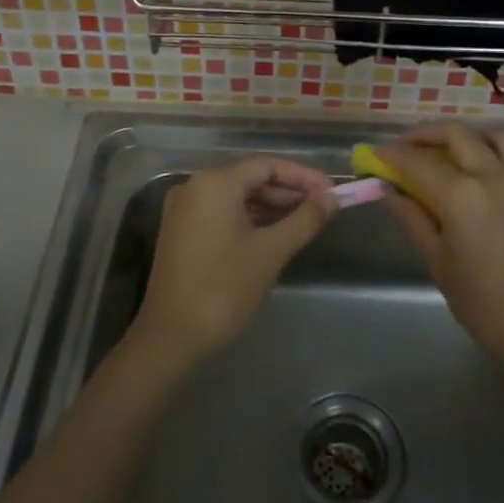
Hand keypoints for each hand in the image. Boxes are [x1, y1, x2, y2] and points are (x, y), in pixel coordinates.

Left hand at [134, 156, 337, 364]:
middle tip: (322, 208)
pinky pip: (222, 213)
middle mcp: (195, 187)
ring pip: (237, 197)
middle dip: (288, 191)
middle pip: (250, 178)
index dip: (303, 176)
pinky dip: (250, 219)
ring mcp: (185, 210)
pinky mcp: (182, 232)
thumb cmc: (224, 288)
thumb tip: (332, 199)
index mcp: (215, 183)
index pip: (267, 165)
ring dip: (271, 206)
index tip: (331, 192)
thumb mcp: (271, 252)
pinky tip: (275, 234)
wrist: (171, 337)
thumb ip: (304, 219)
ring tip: (305, 222)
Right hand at [375, 125, 503, 377]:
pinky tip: (473, 172)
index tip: (373, 156)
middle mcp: (491, 176)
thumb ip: (414, 219)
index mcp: (461, 195)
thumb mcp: (439, 262)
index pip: (417, 161)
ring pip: (488, 136)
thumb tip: (390, 193)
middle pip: (454, 134)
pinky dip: (486, 149)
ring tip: (441, 152)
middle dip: (423, 135)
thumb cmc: (484, 304)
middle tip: (402, 149)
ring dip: (460, 136)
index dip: (391, 155)